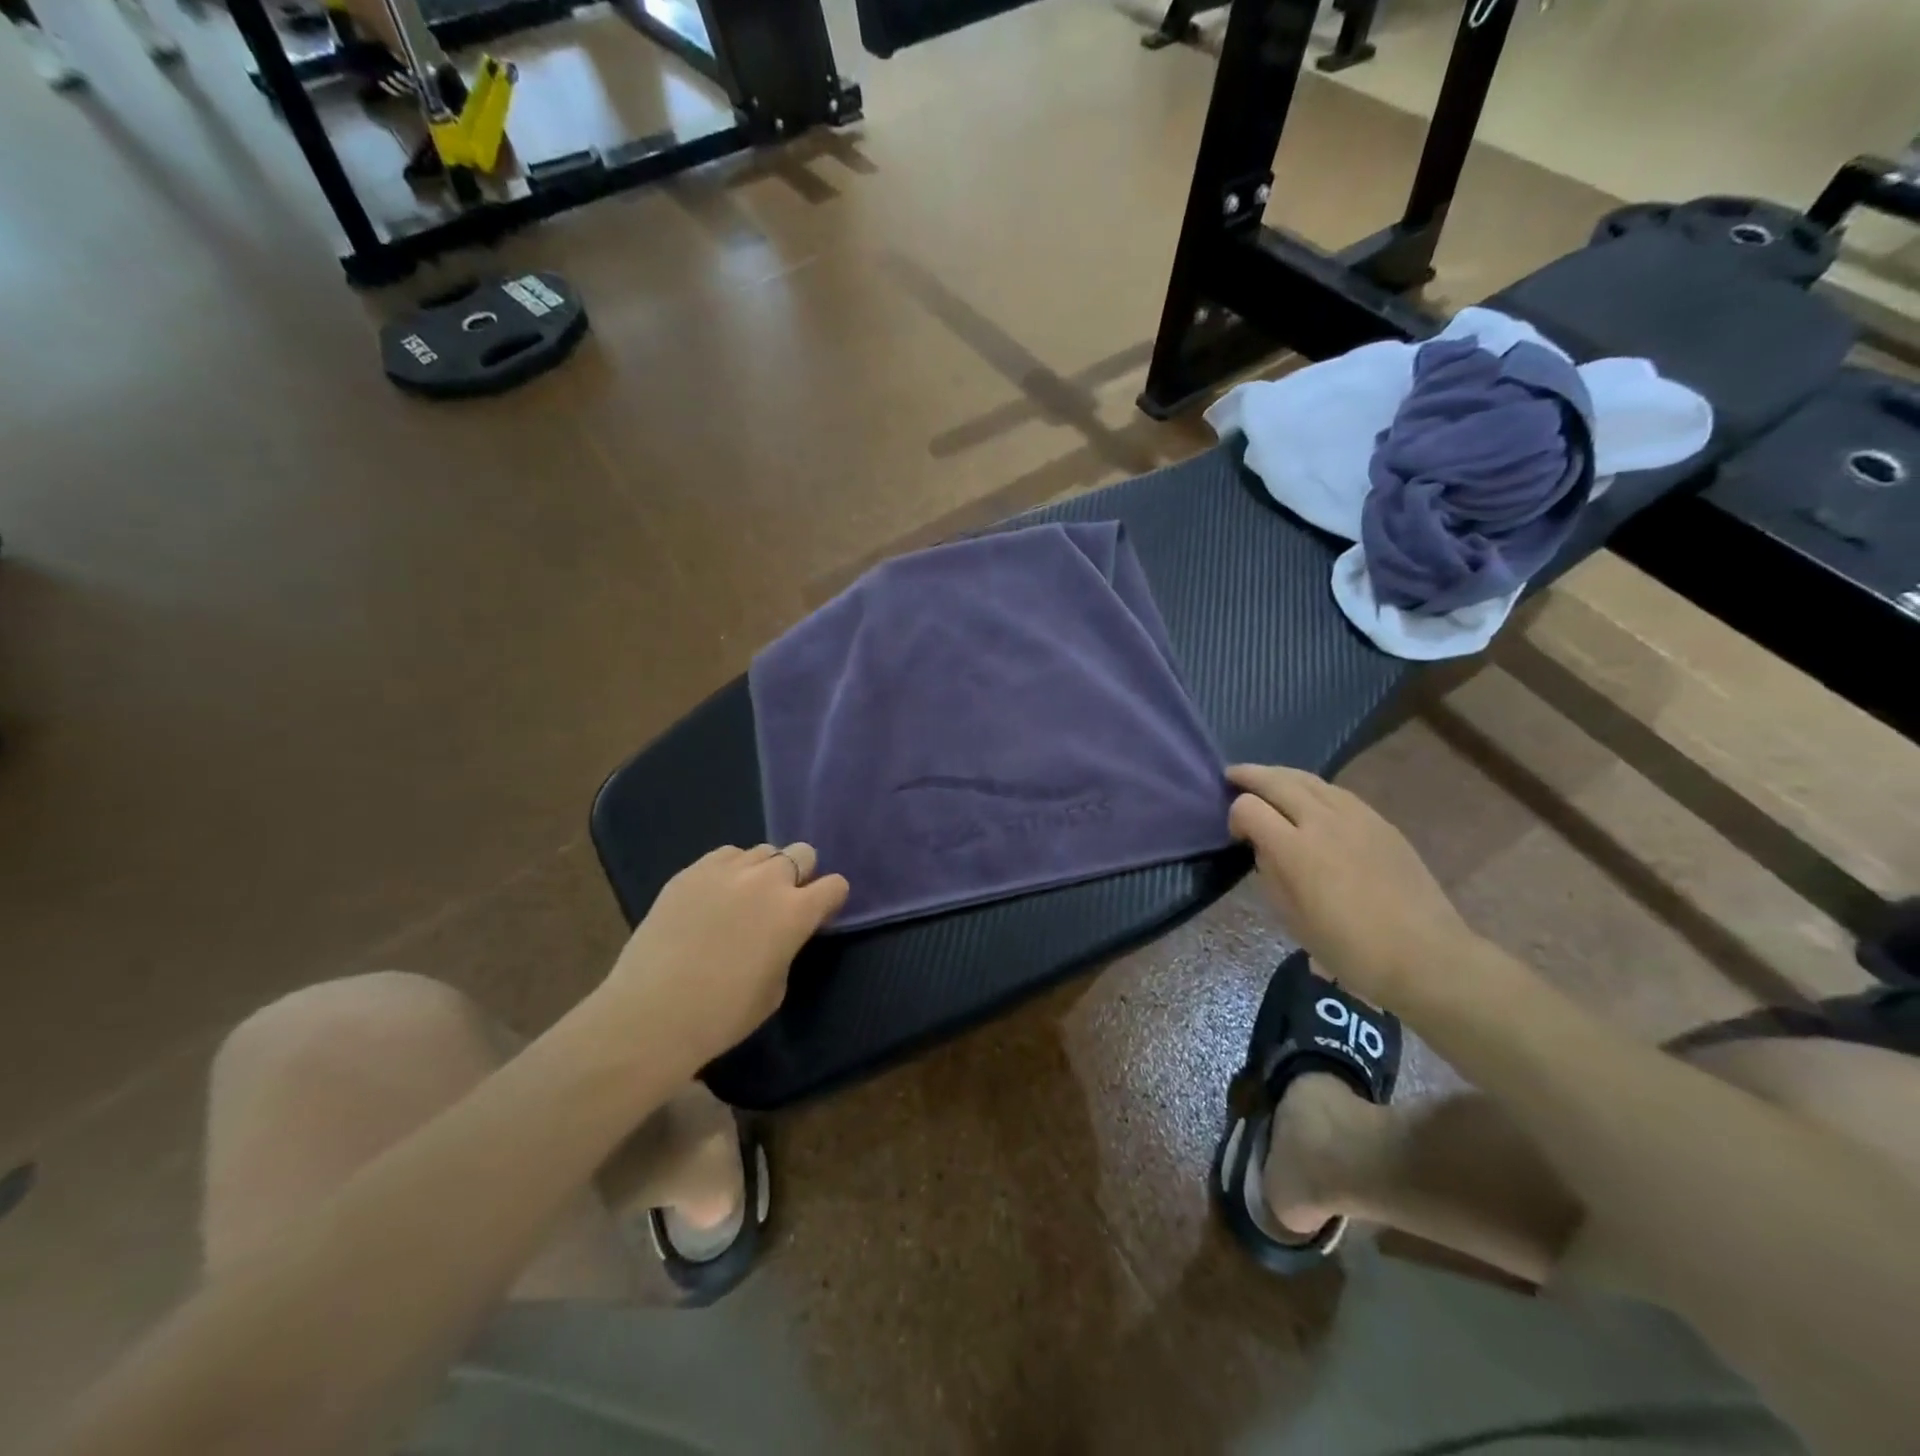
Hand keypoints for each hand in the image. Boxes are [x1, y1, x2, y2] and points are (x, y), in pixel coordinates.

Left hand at [604, 843, 848, 1070]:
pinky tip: (714, 896)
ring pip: (763, 851)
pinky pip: (725, 855)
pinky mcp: (691, 871)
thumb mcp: (776, 988)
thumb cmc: (722, 1015)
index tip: (818, 916)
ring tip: (743, 898)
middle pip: (802, 853)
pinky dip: (730, 870)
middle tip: (782, 903)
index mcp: (796, 913)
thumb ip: (787, 947)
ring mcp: (727, 870)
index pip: (835, 885)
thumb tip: (780, 933)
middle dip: (800, 875)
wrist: (651, 1014)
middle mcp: (768, 880)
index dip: (829, 900)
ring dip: (763, 871)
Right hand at [1227, 764, 1476, 1009]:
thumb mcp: (1291, 918)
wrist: (1424, 955)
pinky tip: (1309, 798)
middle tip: (1232, 775)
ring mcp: (1356, 817)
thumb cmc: (1349, 948)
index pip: (1248, 808)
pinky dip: (1312, 788)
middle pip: (1277, 781)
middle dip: (1250, 775)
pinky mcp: (1380, 821)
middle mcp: (1322, 822)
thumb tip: (1265, 847)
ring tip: (1267, 779)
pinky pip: (1336, 792)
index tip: (1237, 836)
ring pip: (1308, 779)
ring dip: (1281, 775)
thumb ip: (1270, 873)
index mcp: (1295, 849)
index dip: (1235, 816)